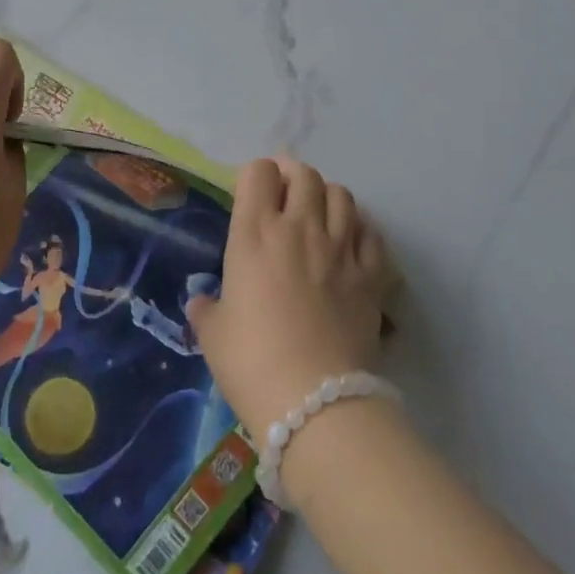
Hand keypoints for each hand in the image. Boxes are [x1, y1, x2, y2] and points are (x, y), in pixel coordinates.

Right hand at [187, 156, 393, 444]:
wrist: (314, 401)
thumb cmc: (251, 362)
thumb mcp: (212, 334)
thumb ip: (206, 308)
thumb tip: (202, 302)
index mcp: (255, 233)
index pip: (259, 172)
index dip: (255, 176)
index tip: (251, 194)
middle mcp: (300, 228)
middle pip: (305, 175)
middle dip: (293, 176)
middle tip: (285, 195)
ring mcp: (341, 249)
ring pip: (342, 196)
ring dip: (328, 196)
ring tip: (319, 214)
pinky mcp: (372, 275)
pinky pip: (372, 233)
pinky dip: (361, 229)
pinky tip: (351, 242)